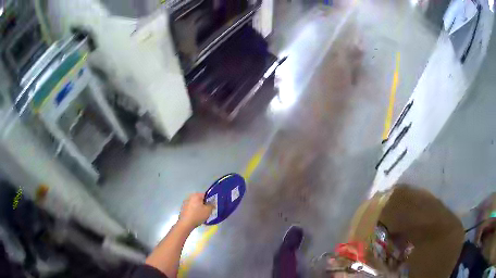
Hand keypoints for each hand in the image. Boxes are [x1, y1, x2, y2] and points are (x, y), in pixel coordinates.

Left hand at [178, 193, 213, 230]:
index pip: (205, 194)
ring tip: (202, 215)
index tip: (211, 206)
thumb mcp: (208, 211)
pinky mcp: (183, 208)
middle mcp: (190, 197)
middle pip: (199, 199)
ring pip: (195, 204)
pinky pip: (191, 208)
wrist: (185, 223)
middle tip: (207, 211)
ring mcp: (185, 202)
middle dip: (204, 204)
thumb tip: (212, 203)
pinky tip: (196, 217)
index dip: (210, 200)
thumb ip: (212, 205)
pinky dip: (194, 211)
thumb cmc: (197, 215)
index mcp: (196, 195)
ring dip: (198, 207)